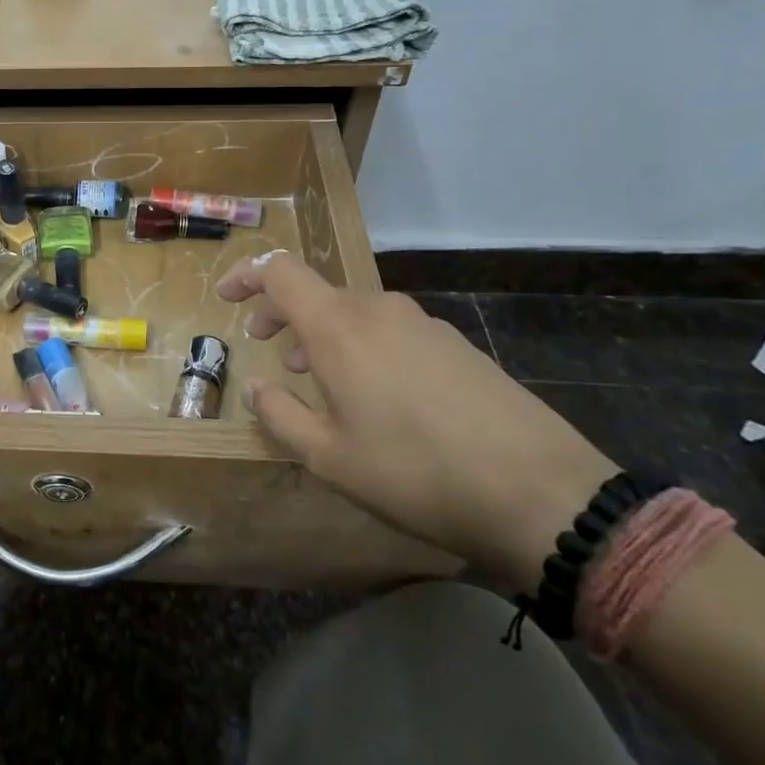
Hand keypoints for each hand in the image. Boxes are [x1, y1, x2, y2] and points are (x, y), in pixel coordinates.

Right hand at [215, 252, 617, 591]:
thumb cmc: (413, 471)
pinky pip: (389, 329)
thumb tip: (258, 387)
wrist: (539, 492)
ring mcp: (422, 324)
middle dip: (281, 311)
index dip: (246, 277)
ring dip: (322, 332)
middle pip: (316, 292)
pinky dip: (361, 344)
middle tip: (264, 343)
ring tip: (314, 374)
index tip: (225, 298)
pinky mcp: (455, 345)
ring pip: (354, 311)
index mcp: (338, 326)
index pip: (279, 271)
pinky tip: (372, 392)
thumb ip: (280, 415)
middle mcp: (378, 310)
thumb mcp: (327, 456)